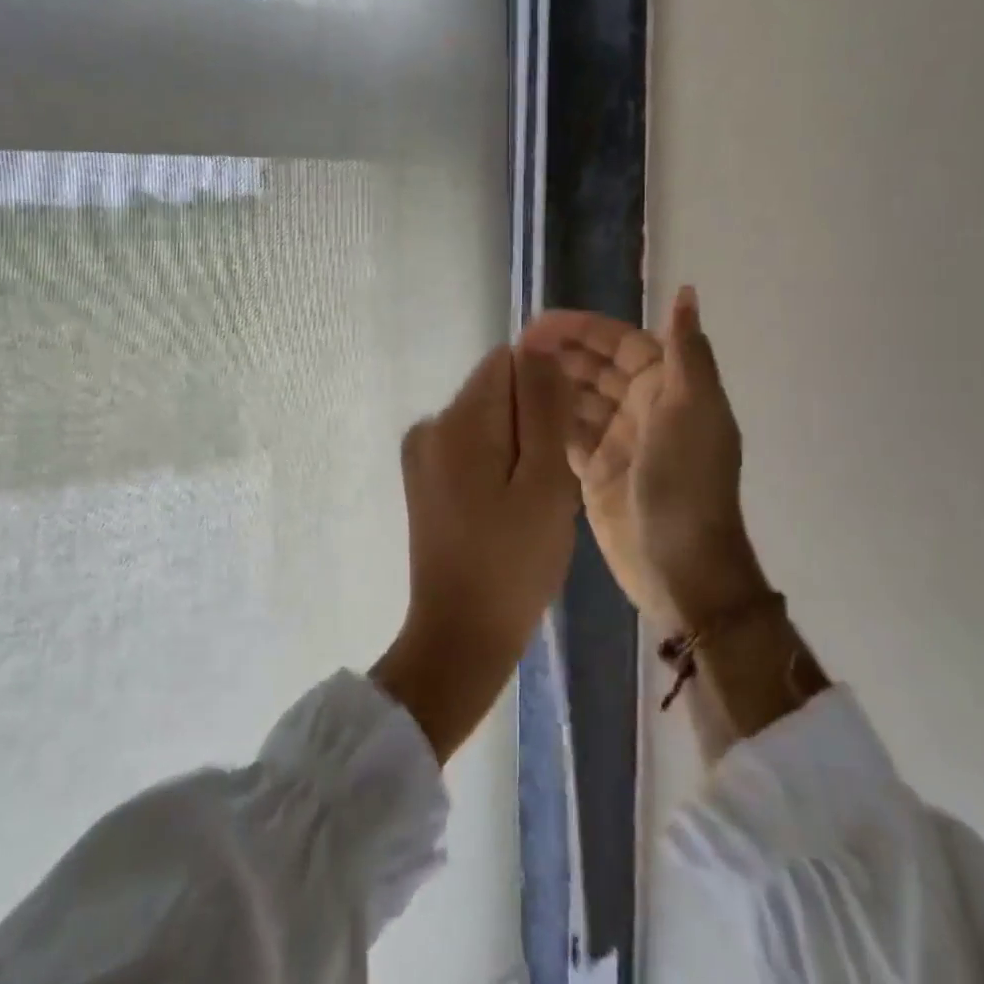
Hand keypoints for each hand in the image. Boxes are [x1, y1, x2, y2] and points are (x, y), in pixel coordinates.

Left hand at [372, 344, 579, 760]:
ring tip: (532, 501)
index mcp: (457, 420)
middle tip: (549, 481)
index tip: (562, 437)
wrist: (460, 638)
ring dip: (518, 445)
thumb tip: (539, 344)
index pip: (508, 362)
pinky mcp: (424, 479)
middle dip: (531, 421)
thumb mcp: (545, 481)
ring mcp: (422, 454)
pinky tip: (510, 509)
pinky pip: (472, 447)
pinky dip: (498, 464)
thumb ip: (544, 407)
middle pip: (496, 391)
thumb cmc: (513, 563)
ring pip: (488, 420)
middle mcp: (430, 424)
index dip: (544, 391)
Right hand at [521, 286, 768, 632]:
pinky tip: (517, 407)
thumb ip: (686, 350)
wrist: (682, 566)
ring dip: (550, 382)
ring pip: (577, 398)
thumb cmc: (687, 480)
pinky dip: (546, 418)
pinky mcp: (593, 471)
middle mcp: (642, 408)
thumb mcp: (693, 409)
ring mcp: (616, 441)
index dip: (583, 329)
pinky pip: (566, 433)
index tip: (539, 323)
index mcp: (668, 388)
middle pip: (595, 367)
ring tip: (509, 372)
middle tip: (514, 346)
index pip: (620, 343)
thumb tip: (687, 291)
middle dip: (560, 352)